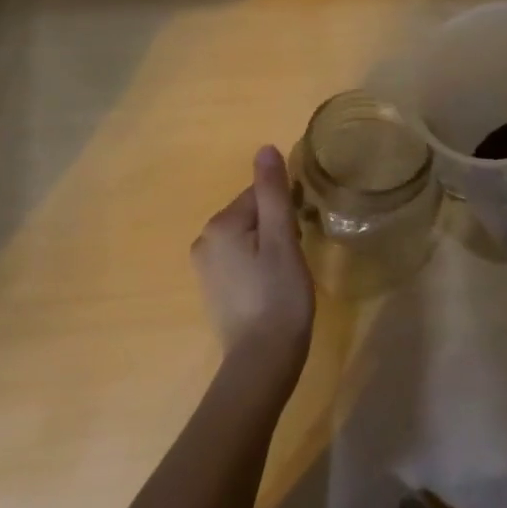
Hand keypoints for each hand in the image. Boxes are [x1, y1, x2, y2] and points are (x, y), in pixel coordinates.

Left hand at [191, 145, 315, 384]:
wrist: (262, 359)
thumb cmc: (278, 294)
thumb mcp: (282, 238)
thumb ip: (273, 192)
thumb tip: (265, 148)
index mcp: (220, 224)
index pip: (260, 195)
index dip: (287, 210)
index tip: (302, 232)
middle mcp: (204, 240)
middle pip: (252, 214)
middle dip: (277, 226)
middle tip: (297, 255)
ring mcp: (204, 267)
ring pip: (247, 237)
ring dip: (269, 245)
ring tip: (287, 273)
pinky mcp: (212, 288)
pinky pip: (239, 259)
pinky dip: (258, 264)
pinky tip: (272, 286)